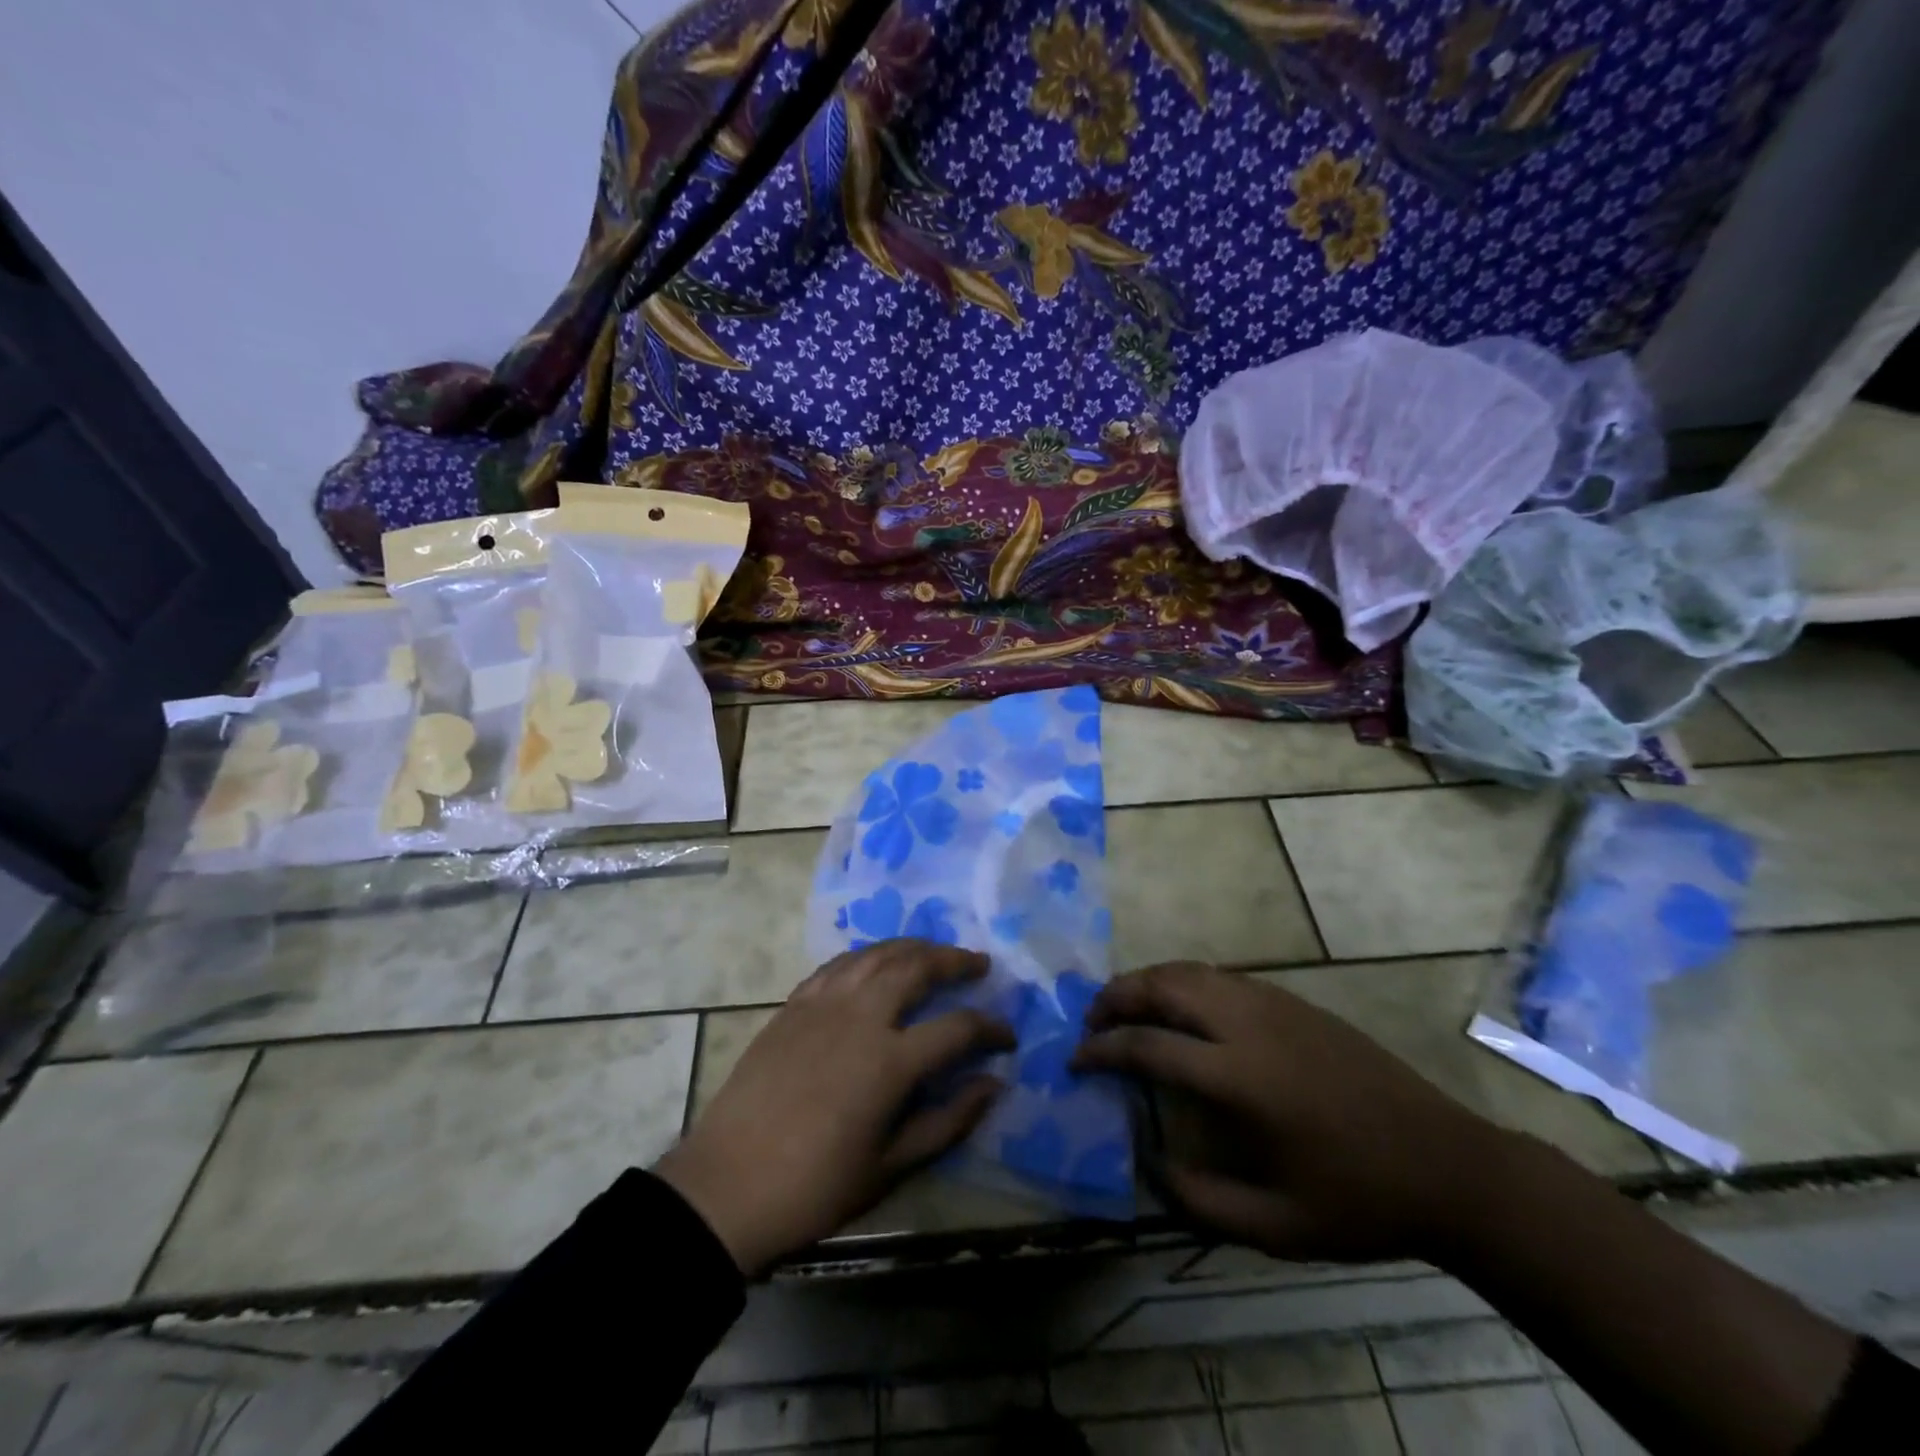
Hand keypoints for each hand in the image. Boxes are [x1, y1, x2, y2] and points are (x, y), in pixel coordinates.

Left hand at [654, 939, 1013, 1275]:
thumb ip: (948, 1121)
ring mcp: (823, 1004)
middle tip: (978, 965)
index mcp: (890, 1061)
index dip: (990, 1028)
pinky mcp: (794, 1005)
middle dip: (955, 961)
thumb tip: (994, 1084)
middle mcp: (861, 1017)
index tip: (1007, 1038)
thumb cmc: (815, 1187)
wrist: (726, 1187)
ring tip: (935, 952)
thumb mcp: (891, 1168)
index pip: (957, 1028)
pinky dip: (868, 956)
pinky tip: (877, 962)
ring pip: (877, 954)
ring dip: (913, 947)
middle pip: (917, 967)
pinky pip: (839, 964)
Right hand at [1073, 962, 1510, 1261]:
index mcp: (1240, 1077)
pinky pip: (1220, 975)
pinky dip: (1183, 981)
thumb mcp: (1277, 1228)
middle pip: (1163, 985)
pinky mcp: (1293, 1000)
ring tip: (1125, 1007)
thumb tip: (1148, 1165)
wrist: (1448, 1164)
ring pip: (1190, 970)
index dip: (1101, 1049)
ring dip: (1147, 981)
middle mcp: (1249, 1024)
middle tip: (1091, 1020)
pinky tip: (1180, 1009)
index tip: (1075, 1059)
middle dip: (1116, 996)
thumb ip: (1200, 1201)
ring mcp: (1273, 1003)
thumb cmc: (1359, 1201)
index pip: (1148, 1045)